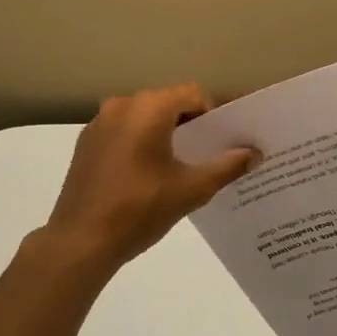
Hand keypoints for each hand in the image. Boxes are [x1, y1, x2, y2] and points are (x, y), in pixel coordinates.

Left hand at [40, 85, 253, 272]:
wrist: (80, 241)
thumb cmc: (140, 209)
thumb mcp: (192, 189)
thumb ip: (227, 166)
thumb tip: (256, 153)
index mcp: (148, 108)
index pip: (193, 94)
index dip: (214, 114)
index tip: (225, 141)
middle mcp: (121, 106)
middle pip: (168, 103)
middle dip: (191, 123)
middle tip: (210, 153)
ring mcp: (99, 123)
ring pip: (145, 117)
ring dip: (166, 133)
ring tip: (181, 166)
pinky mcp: (86, 144)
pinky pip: (124, 131)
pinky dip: (141, 143)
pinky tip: (149, 174)